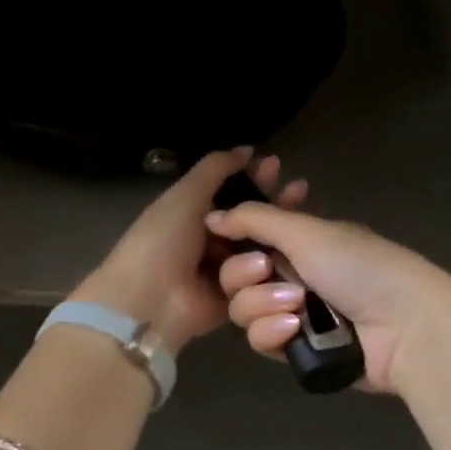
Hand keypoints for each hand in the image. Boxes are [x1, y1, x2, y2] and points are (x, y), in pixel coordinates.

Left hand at [71, 149, 307, 351]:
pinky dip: (275, 262)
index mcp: (194, 213)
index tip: (276, 165)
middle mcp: (211, 239)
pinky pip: (261, 276)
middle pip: (250, 218)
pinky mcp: (237, 296)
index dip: (253, 177)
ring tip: (301, 212)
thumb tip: (246, 149)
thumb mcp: (185, 195)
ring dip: (279, 229)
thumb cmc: (163, 240)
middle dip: (273, 201)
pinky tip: (295, 247)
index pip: (232, 191)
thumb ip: (215, 169)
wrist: (149, 299)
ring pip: (260, 245)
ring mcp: (225, 269)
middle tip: (298, 188)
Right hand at [207, 197, 450, 397]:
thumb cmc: (358, 266)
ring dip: (262, 305)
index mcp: (298, 241)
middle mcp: (292, 275)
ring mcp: (294, 314)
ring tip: (296, 306)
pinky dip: (272, 333)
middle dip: (245, 275)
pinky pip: (260, 341)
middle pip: (235, 276)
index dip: (232, 240)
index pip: (247, 238)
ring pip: (243, 310)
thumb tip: (210, 216)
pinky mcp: (297, 350)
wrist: (405, 326)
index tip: (224, 238)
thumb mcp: (305, 231)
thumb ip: (254, 219)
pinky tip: (295, 330)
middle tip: (266, 271)